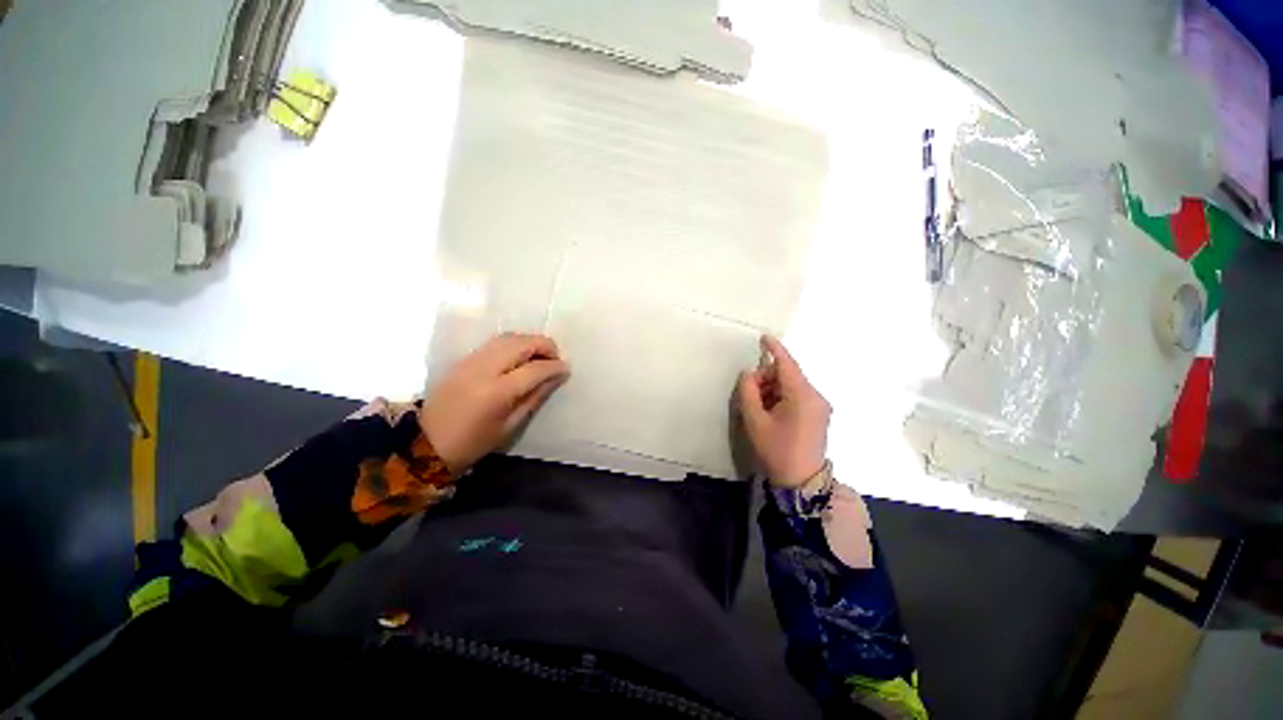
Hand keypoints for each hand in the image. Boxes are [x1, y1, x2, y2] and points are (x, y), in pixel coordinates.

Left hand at [420, 333, 569, 475]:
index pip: (535, 368)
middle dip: (545, 346)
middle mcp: (484, 369)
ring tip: (540, 356)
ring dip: (529, 342)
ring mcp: (471, 360)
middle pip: (522, 343)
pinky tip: (519, 357)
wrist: (425, 442)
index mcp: (497, 391)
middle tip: (555, 358)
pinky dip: (513, 344)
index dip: (555, 366)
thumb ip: (535, 397)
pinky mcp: (463, 359)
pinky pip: (495, 342)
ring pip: (508, 337)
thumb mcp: (510, 426)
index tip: (566, 369)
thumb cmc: (473, 442)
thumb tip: (556, 377)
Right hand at [736, 336, 830, 487]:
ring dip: (773, 390)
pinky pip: (798, 397)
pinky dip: (782, 398)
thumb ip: (748, 392)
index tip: (763, 338)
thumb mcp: (755, 420)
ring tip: (759, 408)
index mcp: (802, 395)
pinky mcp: (819, 415)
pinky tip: (771, 413)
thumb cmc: (776, 450)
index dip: (774, 349)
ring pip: (792, 386)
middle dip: (767, 378)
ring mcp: (820, 406)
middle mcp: (816, 396)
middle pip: (787, 375)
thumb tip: (749, 374)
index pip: (787, 364)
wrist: (801, 482)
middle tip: (750, 395)